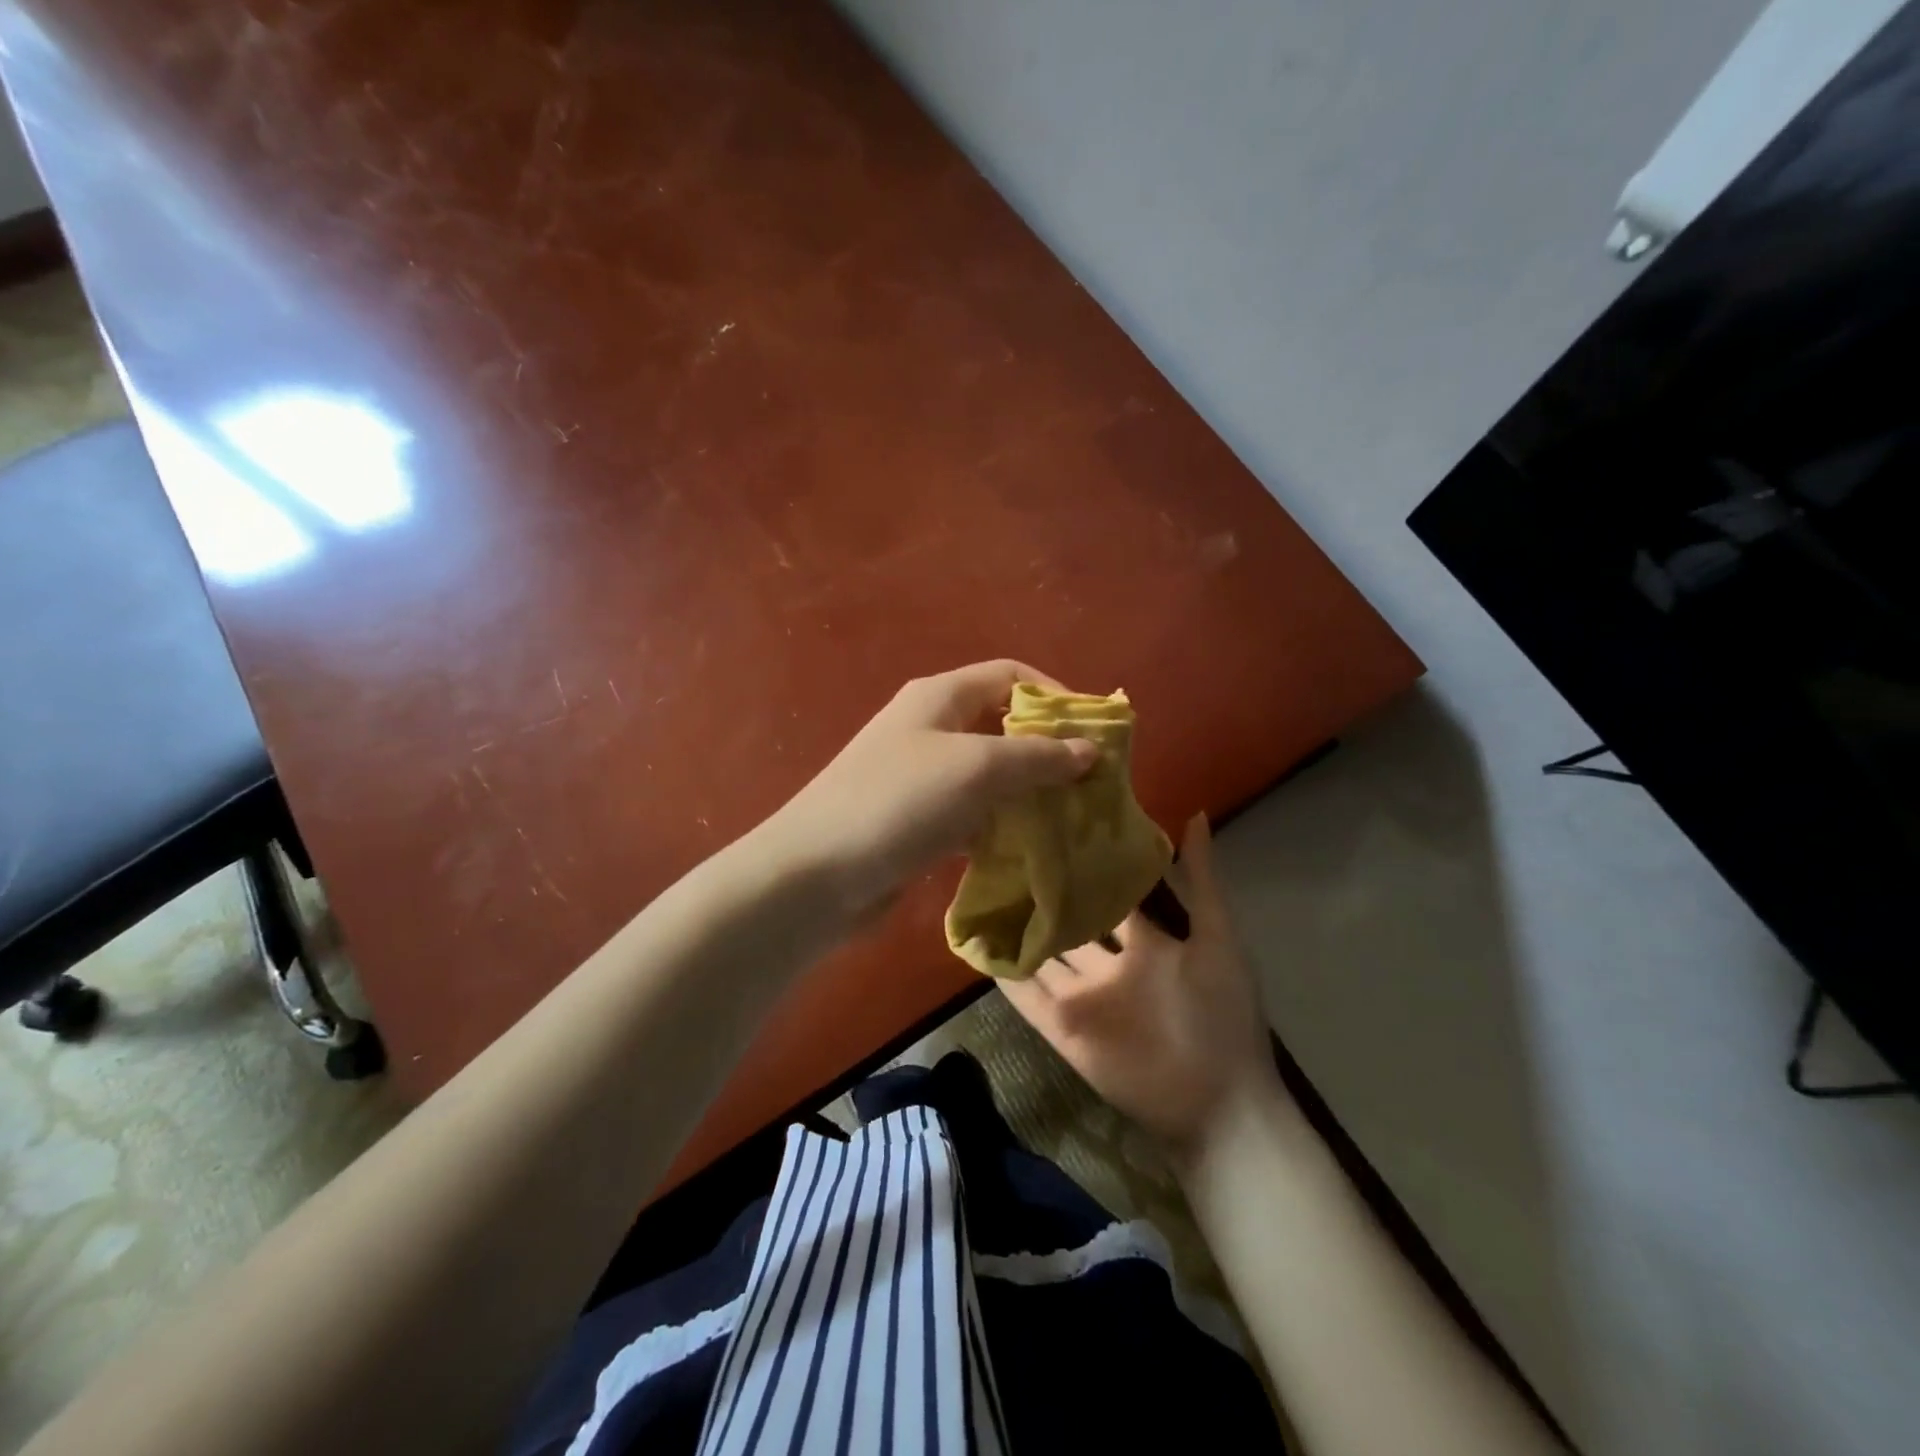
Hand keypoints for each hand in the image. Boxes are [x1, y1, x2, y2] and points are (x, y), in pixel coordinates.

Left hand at [763, 660, 1098, 919]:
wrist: (815, 875)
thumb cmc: (899, 802)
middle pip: (1001, 726)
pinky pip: (969, 815)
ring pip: (988, 775)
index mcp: (940, 698)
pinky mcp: (914, 822)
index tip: (1092, 733)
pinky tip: (1024, 851)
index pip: (1010, 675)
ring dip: (1026, 794)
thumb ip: (1037, 757)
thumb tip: (1088, 750)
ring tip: (1069, 821)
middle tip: (1088, 785)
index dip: (1054, 695)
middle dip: (1047, 751)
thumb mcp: (977, 768)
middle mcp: (929, 729)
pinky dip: (998, 827)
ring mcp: (919, 778)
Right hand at [1001, 813, 1285, 1160]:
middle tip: (1006, 849)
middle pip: (1069, 921)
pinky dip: (1002, 973)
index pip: (1106, 894)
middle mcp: (1106, 963)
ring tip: (979, 886)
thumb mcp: (1219, 939)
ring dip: (1016, 928)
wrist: (1218, 1104)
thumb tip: (1194, 813)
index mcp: (1143, 940)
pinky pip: (1026, 995)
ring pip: (1041, 953)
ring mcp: (1082, 995)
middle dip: (1044, 891)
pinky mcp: (1061, 1027)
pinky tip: (975, 942)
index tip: (1054, 826)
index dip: (1084, 865)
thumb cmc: (1223, 1014)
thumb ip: (1202, 880)